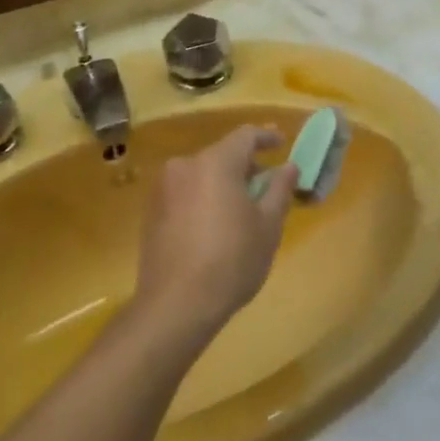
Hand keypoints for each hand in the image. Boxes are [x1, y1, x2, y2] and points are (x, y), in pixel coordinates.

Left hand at [134, 126, 298, 344]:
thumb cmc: (231, 261)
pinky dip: (203, 198)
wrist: (176, 304)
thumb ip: (279, 189)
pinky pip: (185, 192)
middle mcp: (185, 165)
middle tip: (266, 187)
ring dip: (223, 183)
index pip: (245, 136)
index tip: (282, 143)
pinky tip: (214, 226)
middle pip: (222, 154)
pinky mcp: (151, 211)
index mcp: (215, 162)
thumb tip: (288, 166)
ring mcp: (163, 188)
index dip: (266, 137)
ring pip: (202, 174)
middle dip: (245, 166)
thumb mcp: (267, 226)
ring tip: (241, 210)